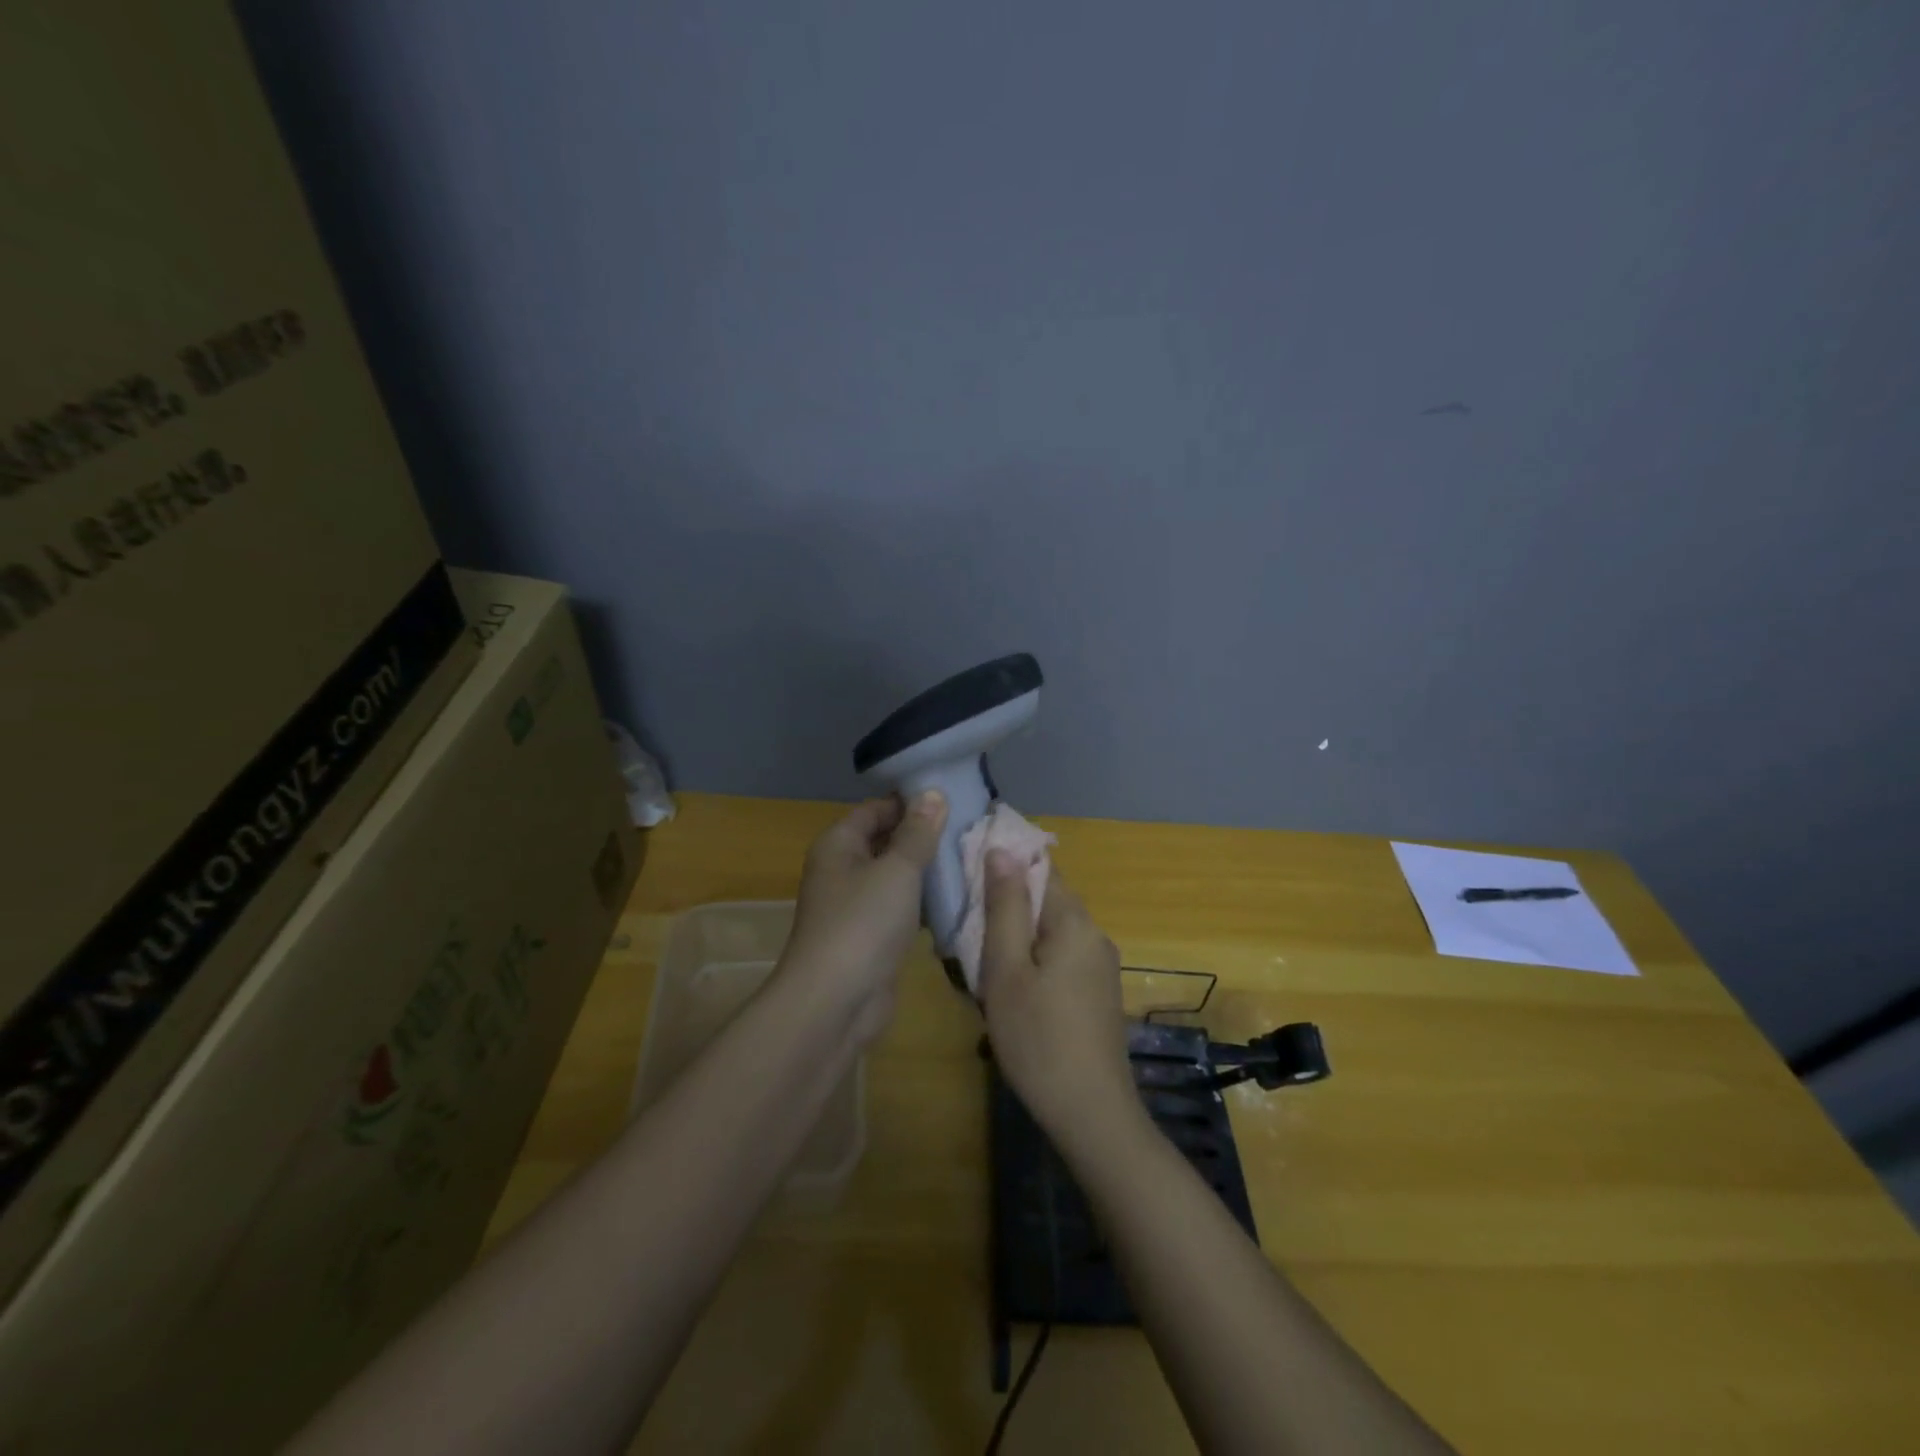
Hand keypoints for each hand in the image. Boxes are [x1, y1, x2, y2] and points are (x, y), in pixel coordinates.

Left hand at [778, 792, 946, 1043]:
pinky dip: (924, 903)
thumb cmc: (863, 923)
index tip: (954, 799)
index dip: (910, 802)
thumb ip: (918, 833)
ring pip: (895, 877)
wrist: (835, 1003)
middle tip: (970, 829)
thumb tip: (933, 793)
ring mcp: (856, 906)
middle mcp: (843, 870)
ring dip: (927, 871)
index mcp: (839, 845)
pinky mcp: (871, 937)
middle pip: (885, 841)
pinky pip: (900, 908)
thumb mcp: (897, 870)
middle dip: (923, 836)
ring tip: (971, 859)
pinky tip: (957, 899)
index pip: (876, 809)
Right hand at [978, 853, 1137, 1140]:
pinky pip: (1060, 958)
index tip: (967, 877)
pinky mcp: (1098, 993)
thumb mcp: (1007, 969)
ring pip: (1050, 933)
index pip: (1040, 867)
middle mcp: (1095, 935)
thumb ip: (1005, 906)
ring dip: (1016, 940)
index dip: (1004, 864)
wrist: (1091, 1113)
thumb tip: (1002, 849)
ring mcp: (1101, 966)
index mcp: (1074, 921)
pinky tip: (1010, 993)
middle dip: (1006, 909)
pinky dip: (1033, 962)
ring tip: (980, 967)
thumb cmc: (1038, 1038)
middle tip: (965, 932)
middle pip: (1045, 901)